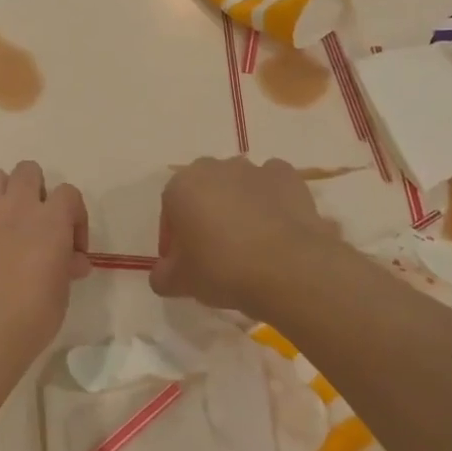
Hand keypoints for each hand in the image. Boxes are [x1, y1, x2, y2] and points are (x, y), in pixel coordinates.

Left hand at [0, 162, 90, 357]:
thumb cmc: (31, 316)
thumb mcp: (61, 293)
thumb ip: (66, 267)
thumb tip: (73, 260)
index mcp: (51, 220)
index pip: (69, 193)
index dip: (73, 215)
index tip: (70, 245)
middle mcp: (17, 205)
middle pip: (28, 171)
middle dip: (33, 190)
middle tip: (32, 223)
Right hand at [152, 157, 337, 318]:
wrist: (289, 268)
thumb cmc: (222, 269)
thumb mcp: (180, 282)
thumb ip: (162, 275)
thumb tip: (163, 274)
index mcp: (181, 186)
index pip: (169, 209)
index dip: (174, 238)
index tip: (183, 263)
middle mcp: (214, 168)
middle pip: (202, 191)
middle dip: (204, 215)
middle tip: (213, 252)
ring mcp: (253, 169)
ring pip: (237, 186)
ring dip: (237, 206)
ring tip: (249, 243)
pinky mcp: (287, 176)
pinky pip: (271, 186)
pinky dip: (271, 201)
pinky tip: (276, 228)